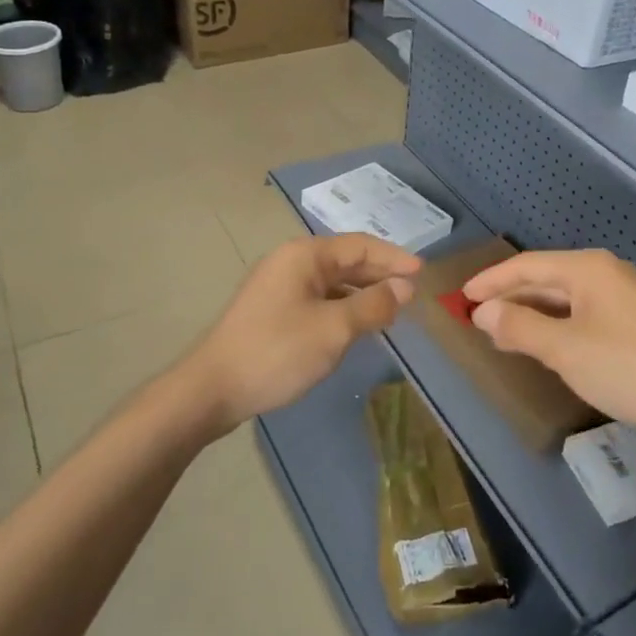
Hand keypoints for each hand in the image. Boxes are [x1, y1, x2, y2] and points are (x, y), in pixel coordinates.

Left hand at [187, 233, 420, 430]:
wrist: (211, 389)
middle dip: (380, 274)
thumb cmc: (277, 351)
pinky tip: (356, 326)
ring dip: (362, 293)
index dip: (394, 258)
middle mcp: (291, 262)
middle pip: (346, 260)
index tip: (423, 272)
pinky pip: (318, 299)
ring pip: (332, 282)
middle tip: (412, 293)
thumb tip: (404, 287)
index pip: (360, 245)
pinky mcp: (272, 311)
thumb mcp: (334, 329)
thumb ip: (373, 305)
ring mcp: (278, 287)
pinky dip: (342, 307)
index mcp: (305, 256)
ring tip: (391, 310)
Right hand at [464, 249, 635, 443]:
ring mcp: (625, 296)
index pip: (527, 265)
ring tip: (503, 331)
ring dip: (532, 312)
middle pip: (546, 278)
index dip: (491, 280)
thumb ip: (520, 327)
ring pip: (565, 298)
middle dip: (510, 296)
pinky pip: (583, 313)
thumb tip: (483, 311)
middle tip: (476, 316)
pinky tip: (548, 344)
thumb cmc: (629, 367)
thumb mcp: (565, 350)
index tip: (461, 296)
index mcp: (587, 269)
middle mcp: (606, 273)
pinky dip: (557, 324)